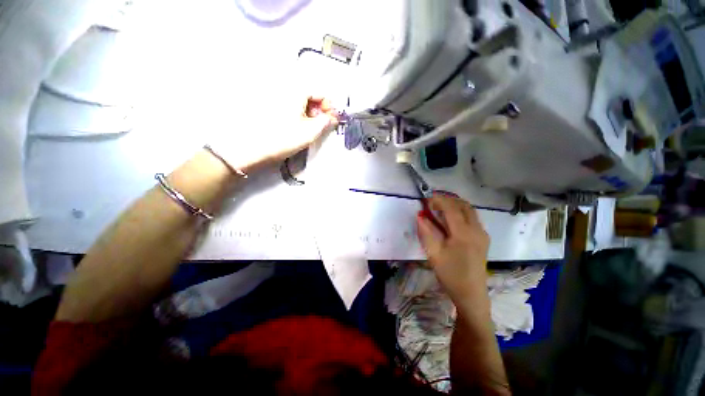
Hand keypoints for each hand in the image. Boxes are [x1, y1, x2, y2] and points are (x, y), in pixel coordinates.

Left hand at [209, 96, 338, 173]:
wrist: (251, 148)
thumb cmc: (283, 139)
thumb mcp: (310, 132)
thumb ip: (325, 122)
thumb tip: (332, 117)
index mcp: (296, 90)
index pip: (321, 92)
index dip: (329, 107)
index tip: (332, 121)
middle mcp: (285, 88)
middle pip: (310, 95)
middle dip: (320, 110)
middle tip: (322, 125)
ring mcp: (275, 96)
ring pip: (300, 101)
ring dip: (309, 113)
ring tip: (310, 128)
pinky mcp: (268, 105)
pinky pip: (290, 105)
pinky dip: (298, 114)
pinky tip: (297, 126)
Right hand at [416, 194, 489, 302]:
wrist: (471, 294)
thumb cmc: (450, 275)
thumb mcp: (434, 254)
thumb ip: (426, 232)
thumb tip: (420, 216)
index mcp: (464, 234)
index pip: (452, 209)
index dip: (439, 200)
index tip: (426, 199)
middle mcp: (477, 230)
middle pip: (464, 205)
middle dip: (448, 200)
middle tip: (433, 202)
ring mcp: (482, 234)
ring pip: (470, 210)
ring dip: (455, 205)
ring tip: (440, 207)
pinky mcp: (483, 238)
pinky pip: (472, 218)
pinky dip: (461, 212)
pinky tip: (450, 219)